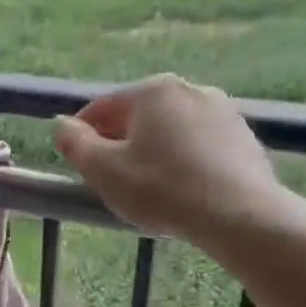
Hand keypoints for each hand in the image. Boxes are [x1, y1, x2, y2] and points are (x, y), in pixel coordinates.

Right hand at [53, 75, 295, 244]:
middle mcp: (190, 89)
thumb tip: (61, 124)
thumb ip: (74, 143)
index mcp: (153, 91)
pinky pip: (198, 144)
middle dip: (118, 142)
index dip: (81, 134)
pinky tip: (179, 189)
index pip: (102, 106)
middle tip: (109, 178)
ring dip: (151, 151)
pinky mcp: (245, 138)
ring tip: (145, 186)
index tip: (75, 161)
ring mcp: (224, 111)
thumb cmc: (162, 189)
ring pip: (170, 129)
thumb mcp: (103, 170)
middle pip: (138, 116)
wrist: (241, 217)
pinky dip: (182, 159)